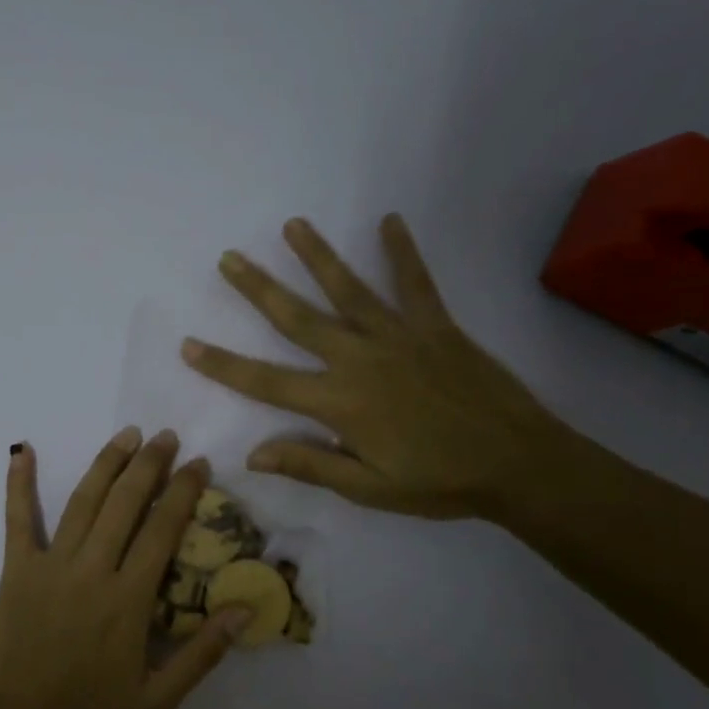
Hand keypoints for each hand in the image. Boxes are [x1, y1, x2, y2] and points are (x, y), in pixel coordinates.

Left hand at [0, 429, 249, 708]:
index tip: (198, 463)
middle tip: (166, 436)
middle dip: (149, 464)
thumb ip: (203, 653)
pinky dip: (19, 483)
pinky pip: (17, 519)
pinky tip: (22, 451)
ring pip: (84, 501)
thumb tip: (247, 608)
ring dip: (107, 464)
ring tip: (127, 435)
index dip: (183, 492)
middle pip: (126, 503)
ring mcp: (51, 565)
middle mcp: (92, 570)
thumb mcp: (158, 699)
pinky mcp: (16, 570)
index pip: (163, 530)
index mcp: (129, 599)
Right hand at [181, 214, 564, 519]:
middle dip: (258, 289)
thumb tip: (252, 453)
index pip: (265, 381)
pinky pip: (416, 284)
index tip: (188, 345)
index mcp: (338, 401)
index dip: (222, 364)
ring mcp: (398, 336)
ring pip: (347, 289)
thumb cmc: (438, 481)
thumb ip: (309, 464)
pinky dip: (402, 252)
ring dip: (316, 256)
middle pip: (297, 318)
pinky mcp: (436, 327)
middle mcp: (359, 358)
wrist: (520, 464)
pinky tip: (390, 221)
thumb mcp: (368, 487)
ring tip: (292, 225)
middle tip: (229, 258)